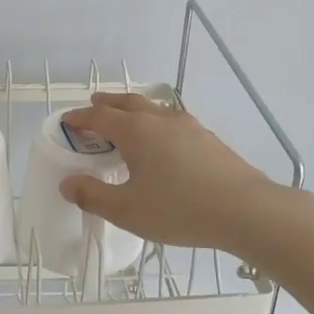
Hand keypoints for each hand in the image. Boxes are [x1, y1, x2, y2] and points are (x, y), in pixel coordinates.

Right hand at [57, 92, 284, 253]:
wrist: (246, 210)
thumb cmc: (180, 209)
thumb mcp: (128, 211)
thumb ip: (93, 196)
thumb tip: (68, 183)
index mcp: (136, 131)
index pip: (100, 116)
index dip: (80, 118)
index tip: (67, 121)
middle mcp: (160, 120)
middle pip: (128, 103)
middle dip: (107, 103)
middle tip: (94, 104)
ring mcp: (188, 126)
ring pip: (153, 108)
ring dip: (133, 110)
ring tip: (127, 120)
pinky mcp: (207, 138)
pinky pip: (171, 121)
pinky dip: (155, 122)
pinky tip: (162, 141)